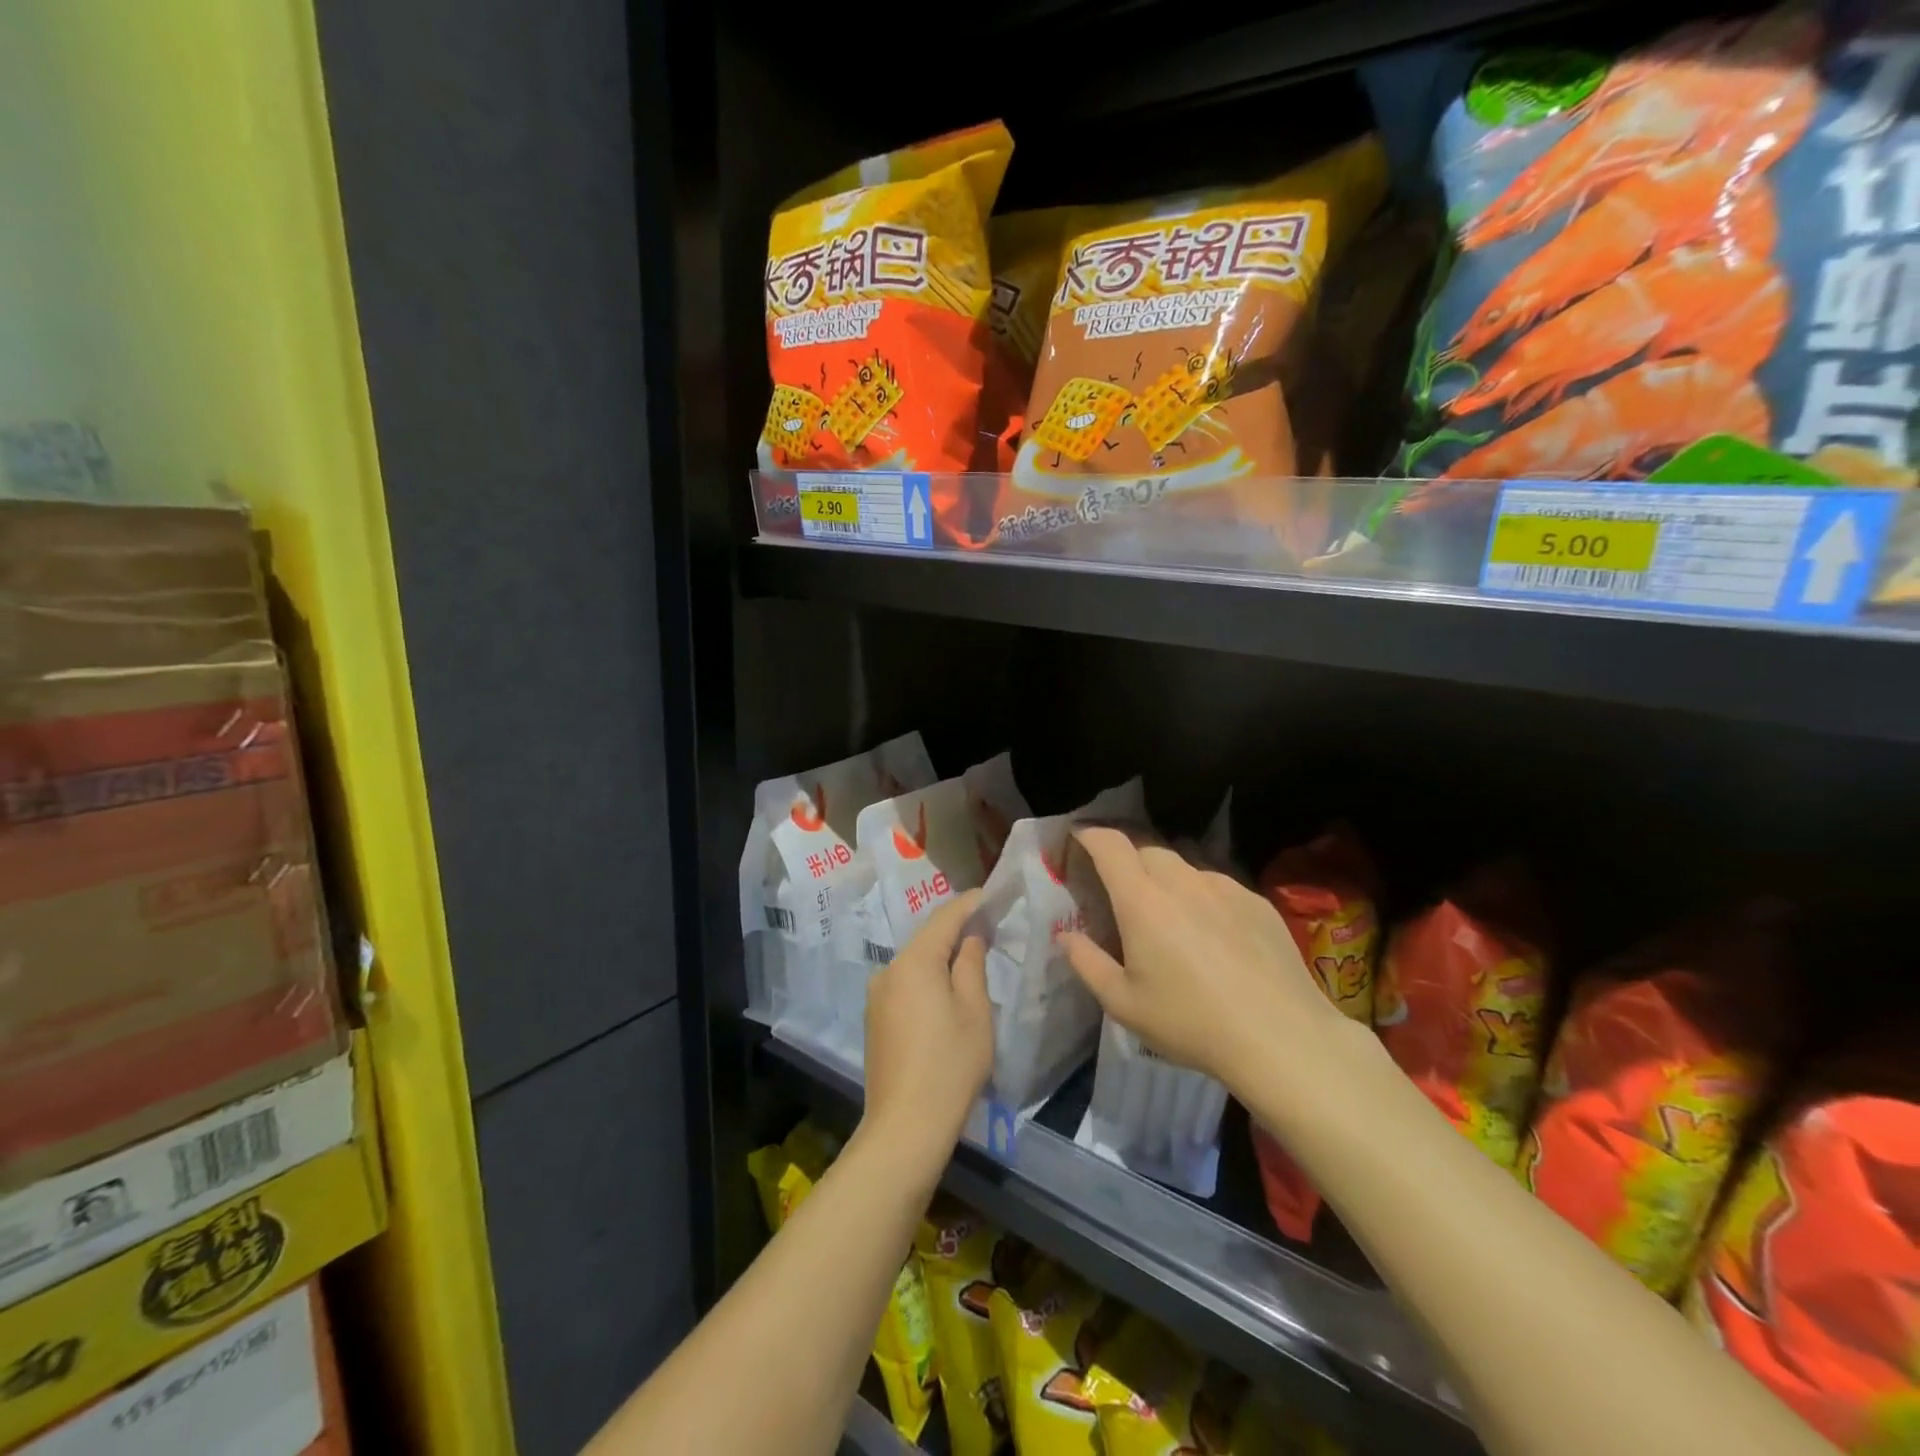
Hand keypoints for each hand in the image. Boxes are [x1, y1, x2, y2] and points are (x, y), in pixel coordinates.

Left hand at [862, 890, 993, 1158]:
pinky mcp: (875, 1019)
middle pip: (926, 939)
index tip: (990, 895)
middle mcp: (889, 970)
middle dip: (955, 929)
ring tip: (970, 955)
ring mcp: (877, 996)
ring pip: (914, 963)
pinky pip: (905, 984)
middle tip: (987, 924)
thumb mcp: (974, 1010)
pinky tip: (945, 989)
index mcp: (914, 962)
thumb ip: (971, 965)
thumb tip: (970, 938)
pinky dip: (926, 978)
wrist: (905, 1126)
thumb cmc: (950, 1064)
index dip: (968, 904)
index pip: (944, 919)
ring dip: (940, 956)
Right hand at [1060, 828, 1354, 1092]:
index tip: (1078, 837)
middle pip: (1147, 849)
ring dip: (1167, 878)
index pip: (1110, 845)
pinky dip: (1203, 897)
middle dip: (1127, 858)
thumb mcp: (1124, 1004)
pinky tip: (1214, 935)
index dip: (1090, 834)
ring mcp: (1225, 887)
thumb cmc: (1191, 1023)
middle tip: (1120, 887)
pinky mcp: (1257, 902)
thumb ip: (1087, 963)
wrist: (1281, 1037)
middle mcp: (1182, 881)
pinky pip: (1218, 886)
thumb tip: (1065, 935)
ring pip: (1185, 866)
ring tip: (1170, 914)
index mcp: (1142, 901)